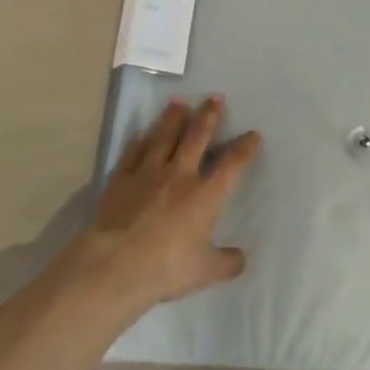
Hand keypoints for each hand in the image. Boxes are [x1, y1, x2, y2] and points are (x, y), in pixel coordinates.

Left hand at [77, 97, 260, 312]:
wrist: (116, 265)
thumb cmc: (167, 268)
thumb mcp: (205, 272)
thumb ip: (227, 263)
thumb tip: (242, 259)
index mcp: (205, 195)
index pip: (231, 164)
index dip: (245, 147)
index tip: (253, 134)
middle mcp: (180, 175)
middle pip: (197, 137)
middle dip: (209, 115)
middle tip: (215, 98)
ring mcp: (149, 173)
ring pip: (165, 136)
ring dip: (174, 117)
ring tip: (179, 101)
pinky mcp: (122, 178)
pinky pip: (134, 152)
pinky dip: (141, 140)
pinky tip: (144, 133)